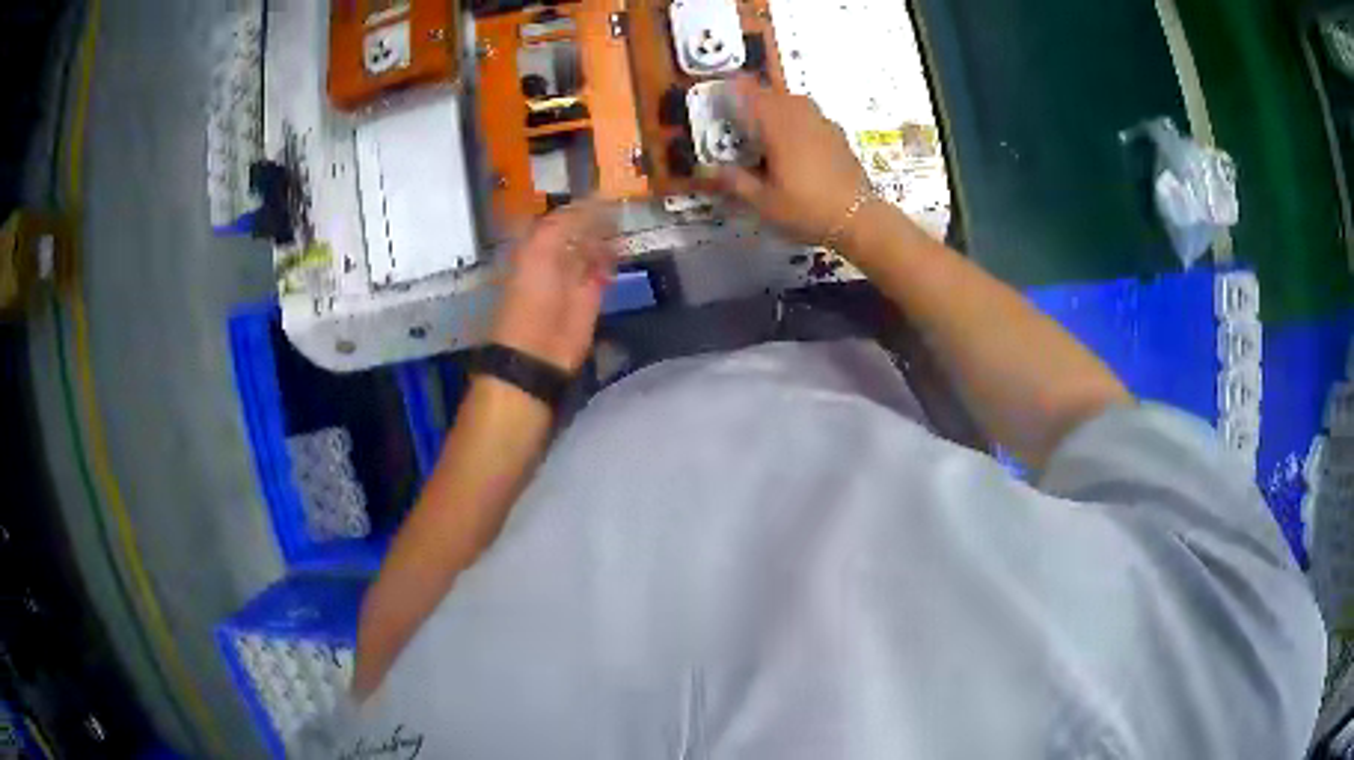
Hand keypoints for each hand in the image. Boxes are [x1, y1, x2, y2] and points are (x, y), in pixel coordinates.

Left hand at [490, 203, 617, 372]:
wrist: (540, 347)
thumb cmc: (532, 295)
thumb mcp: (542, 248)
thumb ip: (568, 222)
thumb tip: (597, 200)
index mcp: (534, 243)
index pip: (558, 215)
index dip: (577, 202)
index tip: (601, 185)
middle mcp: (553, 255)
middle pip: (578, 228)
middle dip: (596, 215)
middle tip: (621, 197)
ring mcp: (573, 275)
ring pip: (593, 246)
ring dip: (608, 234)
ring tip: (627, 215)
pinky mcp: (592, 294)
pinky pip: (604, 268)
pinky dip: (614, 257)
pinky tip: (625, 244)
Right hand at [713, 79, 870, 244]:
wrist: (858, 218)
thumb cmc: (806, 209)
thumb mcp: (764, 203)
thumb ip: (737, 182)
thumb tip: (712, 169)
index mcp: (779, 128)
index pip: (755, 96)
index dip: (740, 88)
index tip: (729, 84)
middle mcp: (802, 119)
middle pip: (779, 95)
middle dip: (761, 97)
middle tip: (748, 110)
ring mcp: (825, 126)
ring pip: (800, 103)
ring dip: (783, 105)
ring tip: (773, 123)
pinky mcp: (840, 138)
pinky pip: (816, 118)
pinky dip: (803, 120)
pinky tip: (801, 141)